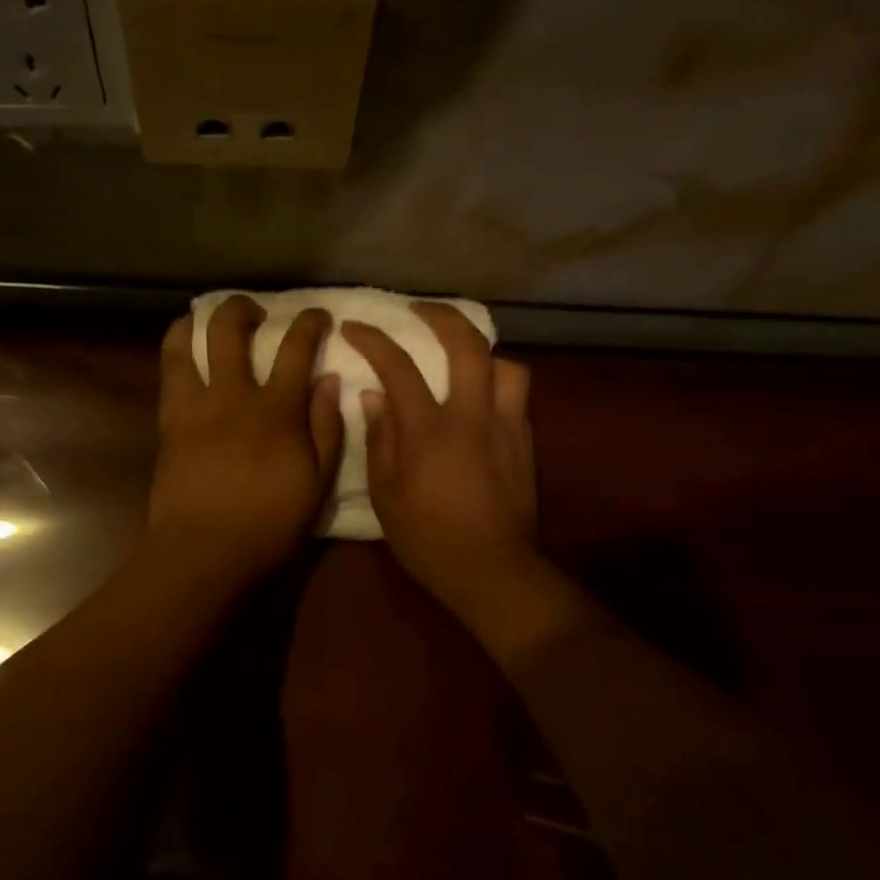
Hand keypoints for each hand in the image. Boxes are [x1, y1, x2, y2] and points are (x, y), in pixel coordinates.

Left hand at [148, 295, 342, 582]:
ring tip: (203, 321)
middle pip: (229, 329)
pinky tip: (180, 354)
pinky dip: (174, 353)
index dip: (309, 322)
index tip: (317, 315)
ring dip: (195, 322)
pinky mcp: (168, 424)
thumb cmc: (269, 524)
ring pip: (184, 344)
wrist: (204, 550)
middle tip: (254, 313)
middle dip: (242, 308)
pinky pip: (167, 376)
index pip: (296, 347)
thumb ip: (326, 428)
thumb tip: (329, 380)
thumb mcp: (317, 483)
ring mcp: (194, 407)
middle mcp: (232, 395)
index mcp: (276, 409)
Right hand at [341, 304, 545, 626]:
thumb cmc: (426, 537)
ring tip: (464, 358)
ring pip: (506, 365)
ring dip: (483, 352)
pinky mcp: (525, 443)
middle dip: (442, 315)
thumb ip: (379, 439)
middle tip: (420, 310)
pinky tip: (482, 398)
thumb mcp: (385, 494)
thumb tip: (373, 396)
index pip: (398, 366)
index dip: (373, 339)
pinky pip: (517, 396)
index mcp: (428, 429)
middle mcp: (472, 416)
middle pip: (467, 344)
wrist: (490, 569)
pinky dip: (497, 384)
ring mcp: (505, 427)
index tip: (354, 327)